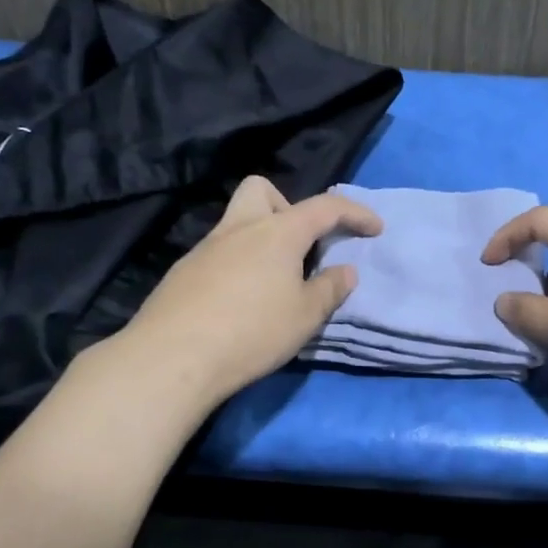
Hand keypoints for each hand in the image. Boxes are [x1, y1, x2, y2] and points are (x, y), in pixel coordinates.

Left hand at [100, 176, 381, 410]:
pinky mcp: (184, 272)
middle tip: (301, 246)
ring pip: (237, 221)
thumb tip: (345, 271)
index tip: (375, 228)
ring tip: (274, 282)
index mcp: (277, 232)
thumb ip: (329, 289)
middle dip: (288, 207)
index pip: (325, 207)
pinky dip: (239, 264)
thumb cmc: (252, 332)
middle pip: (262, 190)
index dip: (355, 213)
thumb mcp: (305, 316)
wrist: (172, 357)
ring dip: (262, 238)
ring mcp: (206, 248)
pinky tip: (241, 302)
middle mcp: (239, 228)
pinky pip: (219, 252)